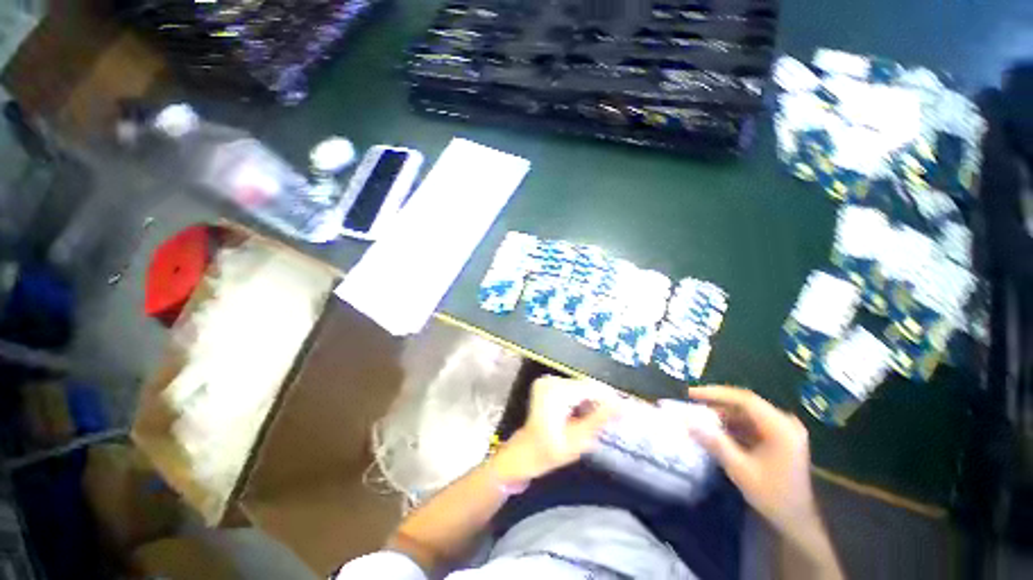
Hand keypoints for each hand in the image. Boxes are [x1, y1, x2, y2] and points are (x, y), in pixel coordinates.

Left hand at [493, 376, 617, 482]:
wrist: (525, 453)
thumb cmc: (550, 451)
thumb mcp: (579, 439)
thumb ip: (600, 419)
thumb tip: (623, 405)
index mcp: (556, 391)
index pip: (591, 387)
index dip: (609, 398)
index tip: (624, 412)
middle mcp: (551, 380)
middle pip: (586, 386)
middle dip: (599, 401)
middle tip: (610, 420)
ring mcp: (547, 381)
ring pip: (580, 387)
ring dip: (590, 401)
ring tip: (594, 420)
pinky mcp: (547, 384)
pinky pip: (571, 388)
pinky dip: (580, 400)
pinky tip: (580, 414)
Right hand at [686, 386, 817, 538]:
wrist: (797, 521)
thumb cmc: (772, 496)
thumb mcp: (740, 469)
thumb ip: (714, 442)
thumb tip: (686, 419)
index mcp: (780, 428)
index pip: (744, 399)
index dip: (715, 393)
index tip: (690, 393)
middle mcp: (784, 423)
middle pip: (744, 405)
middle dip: (716, 404)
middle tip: (690, 404)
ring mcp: (782, 430)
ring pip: (746, 414)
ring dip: (722, 415)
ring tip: (697, 417)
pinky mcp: (778, 438)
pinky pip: (750, 423)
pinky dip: (731, 425)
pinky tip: (714, 430)